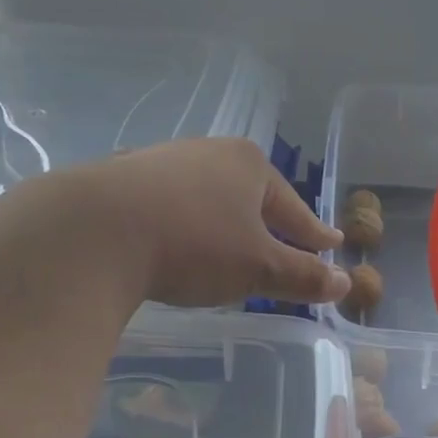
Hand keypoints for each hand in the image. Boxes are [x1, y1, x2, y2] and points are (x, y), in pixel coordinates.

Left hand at [80, 138, 349, 307]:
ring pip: (210, 197)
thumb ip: (303, 276)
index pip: (294, 207)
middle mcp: (209, 153)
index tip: (331, 245)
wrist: (93, 231)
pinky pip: (173, 204)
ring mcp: (163, 161)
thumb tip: (344, 284)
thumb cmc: (194, 244)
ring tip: (234, 243)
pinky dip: (187, 223)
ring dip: (226, 221)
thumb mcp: (258, 268)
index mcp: (250, 165)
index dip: (314, 232)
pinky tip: (180, 237)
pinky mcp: (124, 179)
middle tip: (288, 244)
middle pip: (253, 196)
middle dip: (271, 222)